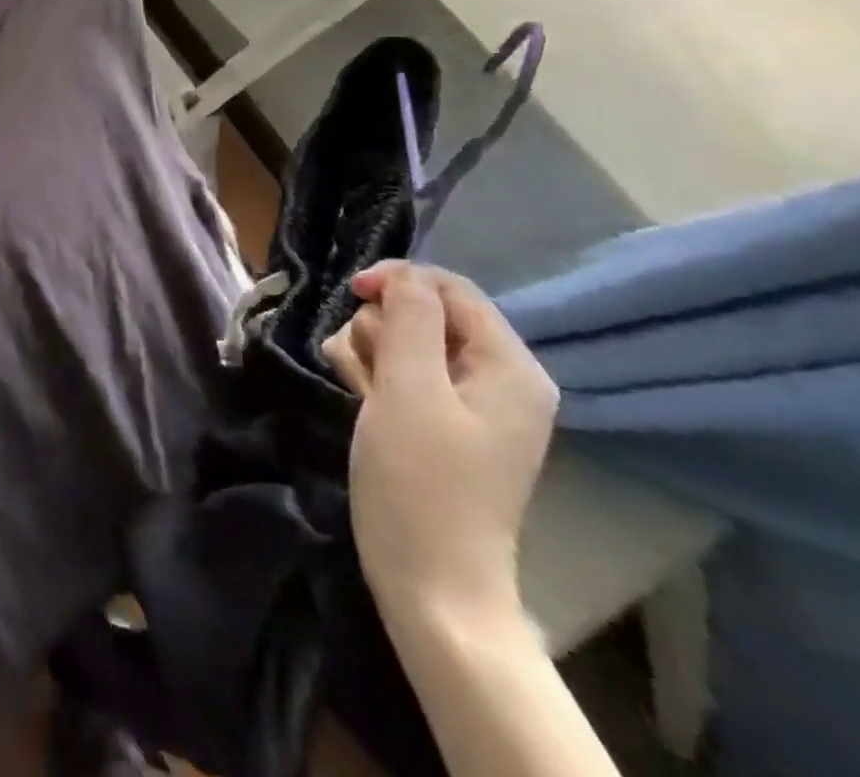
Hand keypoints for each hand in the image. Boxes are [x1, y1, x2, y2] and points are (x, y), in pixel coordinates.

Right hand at [322, 261, 557, 629]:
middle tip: (367, 368)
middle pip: (425, 311)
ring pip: (405, 340)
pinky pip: (401, 372)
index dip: (398, 280)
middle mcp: (497, 378)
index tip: (351, 295)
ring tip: (361, 390)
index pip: (451, 288)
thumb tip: (404, 275)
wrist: (430, 583)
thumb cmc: (421, 481)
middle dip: (383, 327)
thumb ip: (410, 317)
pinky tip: (360, 399)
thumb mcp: (410, 388)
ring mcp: (468, 404)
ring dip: (370, 352)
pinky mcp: (440, 424)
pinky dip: (373, 375)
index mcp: (508, 366)